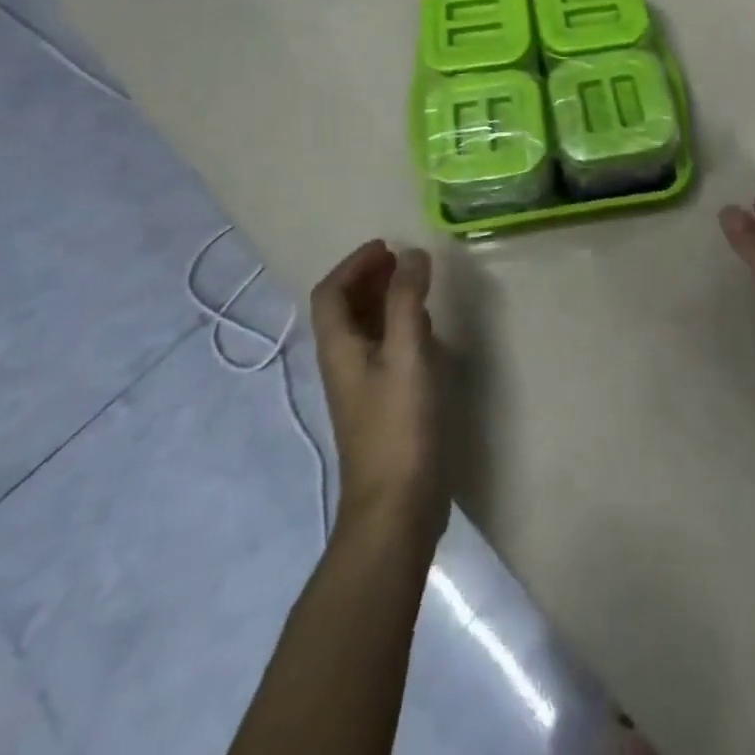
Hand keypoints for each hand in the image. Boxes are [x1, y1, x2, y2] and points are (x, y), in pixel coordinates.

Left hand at [309, 240, 445, 544]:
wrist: (395, 507)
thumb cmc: (398, 425)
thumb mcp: (407, 353)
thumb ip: (407, 301)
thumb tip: (411, 255)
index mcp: (339, 348)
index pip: (331, 293)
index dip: (354, 264)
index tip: (386, 247)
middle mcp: (343, 363)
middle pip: (344, 309)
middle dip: (368, 278)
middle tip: (401, 260)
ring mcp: (362, 387)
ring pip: (363, 330)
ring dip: (382, 300)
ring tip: (414, 284)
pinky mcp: (382, 405)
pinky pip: (383, 349)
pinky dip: (397, 326)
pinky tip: (424, 330)